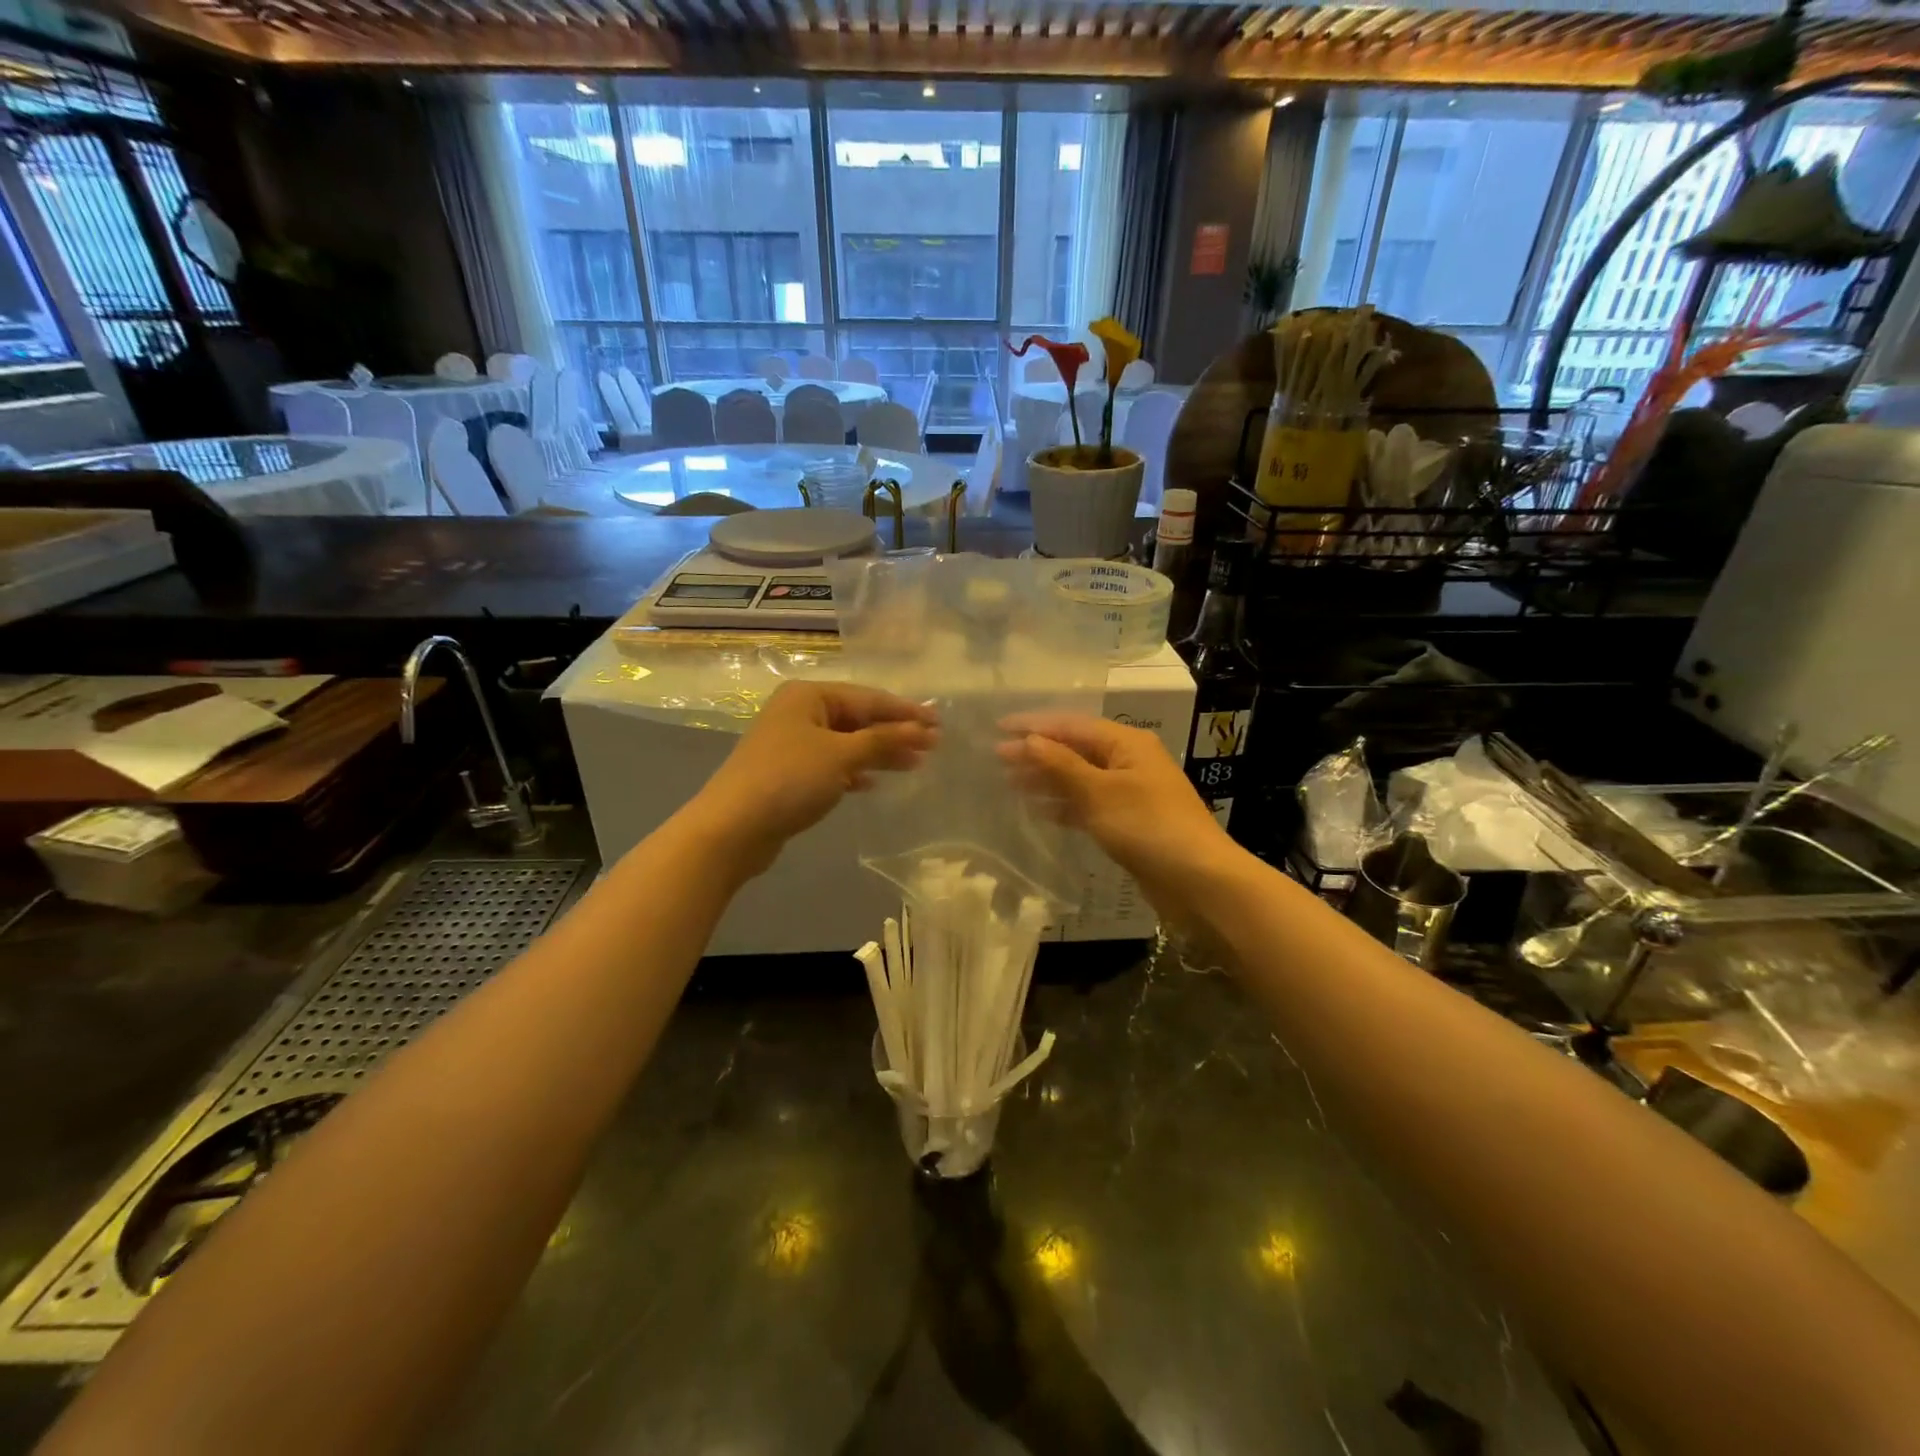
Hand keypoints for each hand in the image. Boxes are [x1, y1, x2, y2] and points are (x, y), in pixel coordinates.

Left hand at [686, 682, 937, 877]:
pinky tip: (873, 784)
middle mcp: (799, 712)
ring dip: (879, 753)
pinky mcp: (789, 774)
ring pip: (847, 743)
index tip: (940, 723)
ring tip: (914, 765)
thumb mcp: (841, 755)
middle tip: (933, 746)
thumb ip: (883, 740)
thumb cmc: (789, 779)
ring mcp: (792, 744)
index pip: (868, 698)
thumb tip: (923, 729)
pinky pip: (832, 765)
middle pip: (858, 719)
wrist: (733, 828)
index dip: (906, 712)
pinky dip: (854, 772)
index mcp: (809, 696)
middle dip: (895, 733)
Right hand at [996, 713, 1243, 912]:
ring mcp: (1129, 792)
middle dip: (1037, 753)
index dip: (1033, 726)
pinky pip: (1088, 804)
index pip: (1072, 725)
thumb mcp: (1099, 792)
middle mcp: (1128, 761)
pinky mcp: (1128, 822)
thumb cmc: (1148, 826)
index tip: (997, 729)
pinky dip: (1064, 804)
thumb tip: (1028, 739)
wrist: (1198, 881)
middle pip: (1075, 749)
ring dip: (1046, 779)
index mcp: (1127, 743)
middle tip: (996, 760)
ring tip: (1009, 782)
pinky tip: (1039, 810)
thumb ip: (1061, 764)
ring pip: (1079, 778)